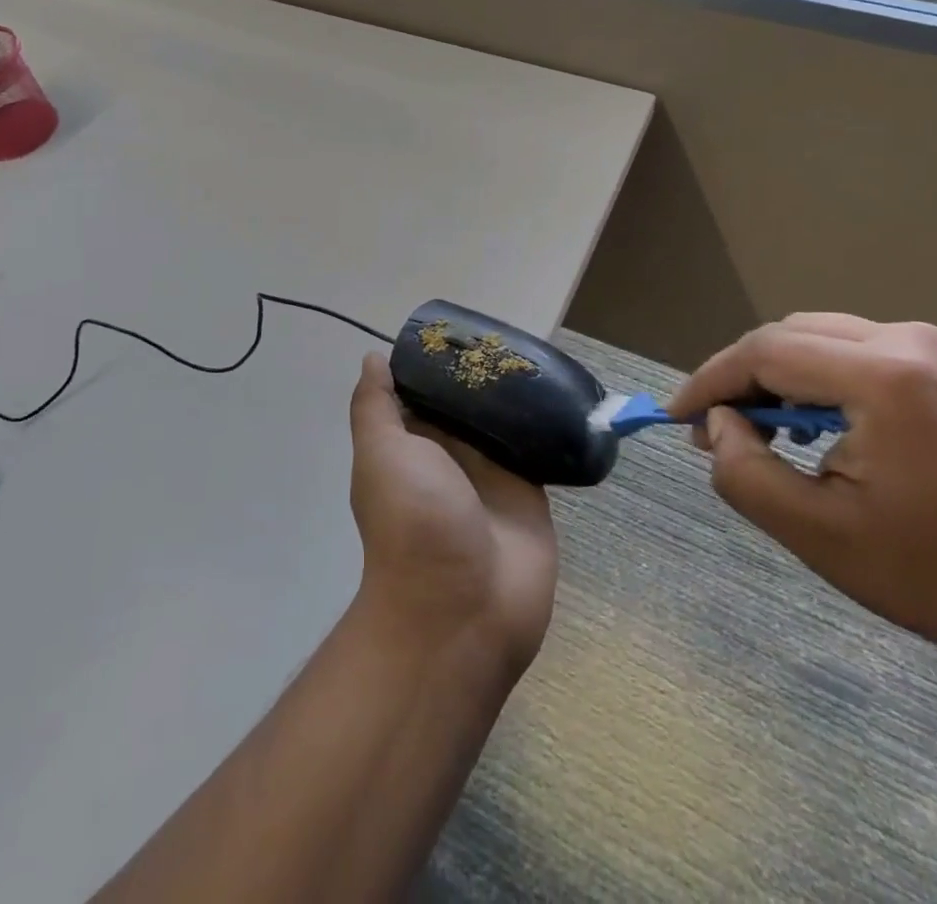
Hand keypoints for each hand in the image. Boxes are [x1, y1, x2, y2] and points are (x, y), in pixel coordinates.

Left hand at [348, 353, 557, 675]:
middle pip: (466, 401)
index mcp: (412, 444)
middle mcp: (450, 453)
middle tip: (507, 332)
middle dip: (482, 371)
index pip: (423, 390)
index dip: (437, 360)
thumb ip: (376, 407)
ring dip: (516, 393)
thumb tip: (374, 359)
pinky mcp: (530, 488)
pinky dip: (546, 422)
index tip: (459, 327)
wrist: (463, 609)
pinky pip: (538, 445)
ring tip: (538, 351)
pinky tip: (562, 389)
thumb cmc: (413, 523)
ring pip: (504, 419)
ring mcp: (491, 471)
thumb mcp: (381, 455)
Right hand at [669, 314, 936, 665]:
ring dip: (774, 376)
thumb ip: (744, 472)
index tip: (676, 416)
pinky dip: (812, 378)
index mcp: (885, 377)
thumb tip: (719, 423)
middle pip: (787, 336)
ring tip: (756, 431)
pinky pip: (850, 349)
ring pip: (815, 337)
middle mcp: (908, 340)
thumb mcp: (819, 535)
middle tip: (714, 431)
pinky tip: (810, 424)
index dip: (710, 381)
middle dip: (739, 379)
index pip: (765, 352)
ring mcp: (931, 346)